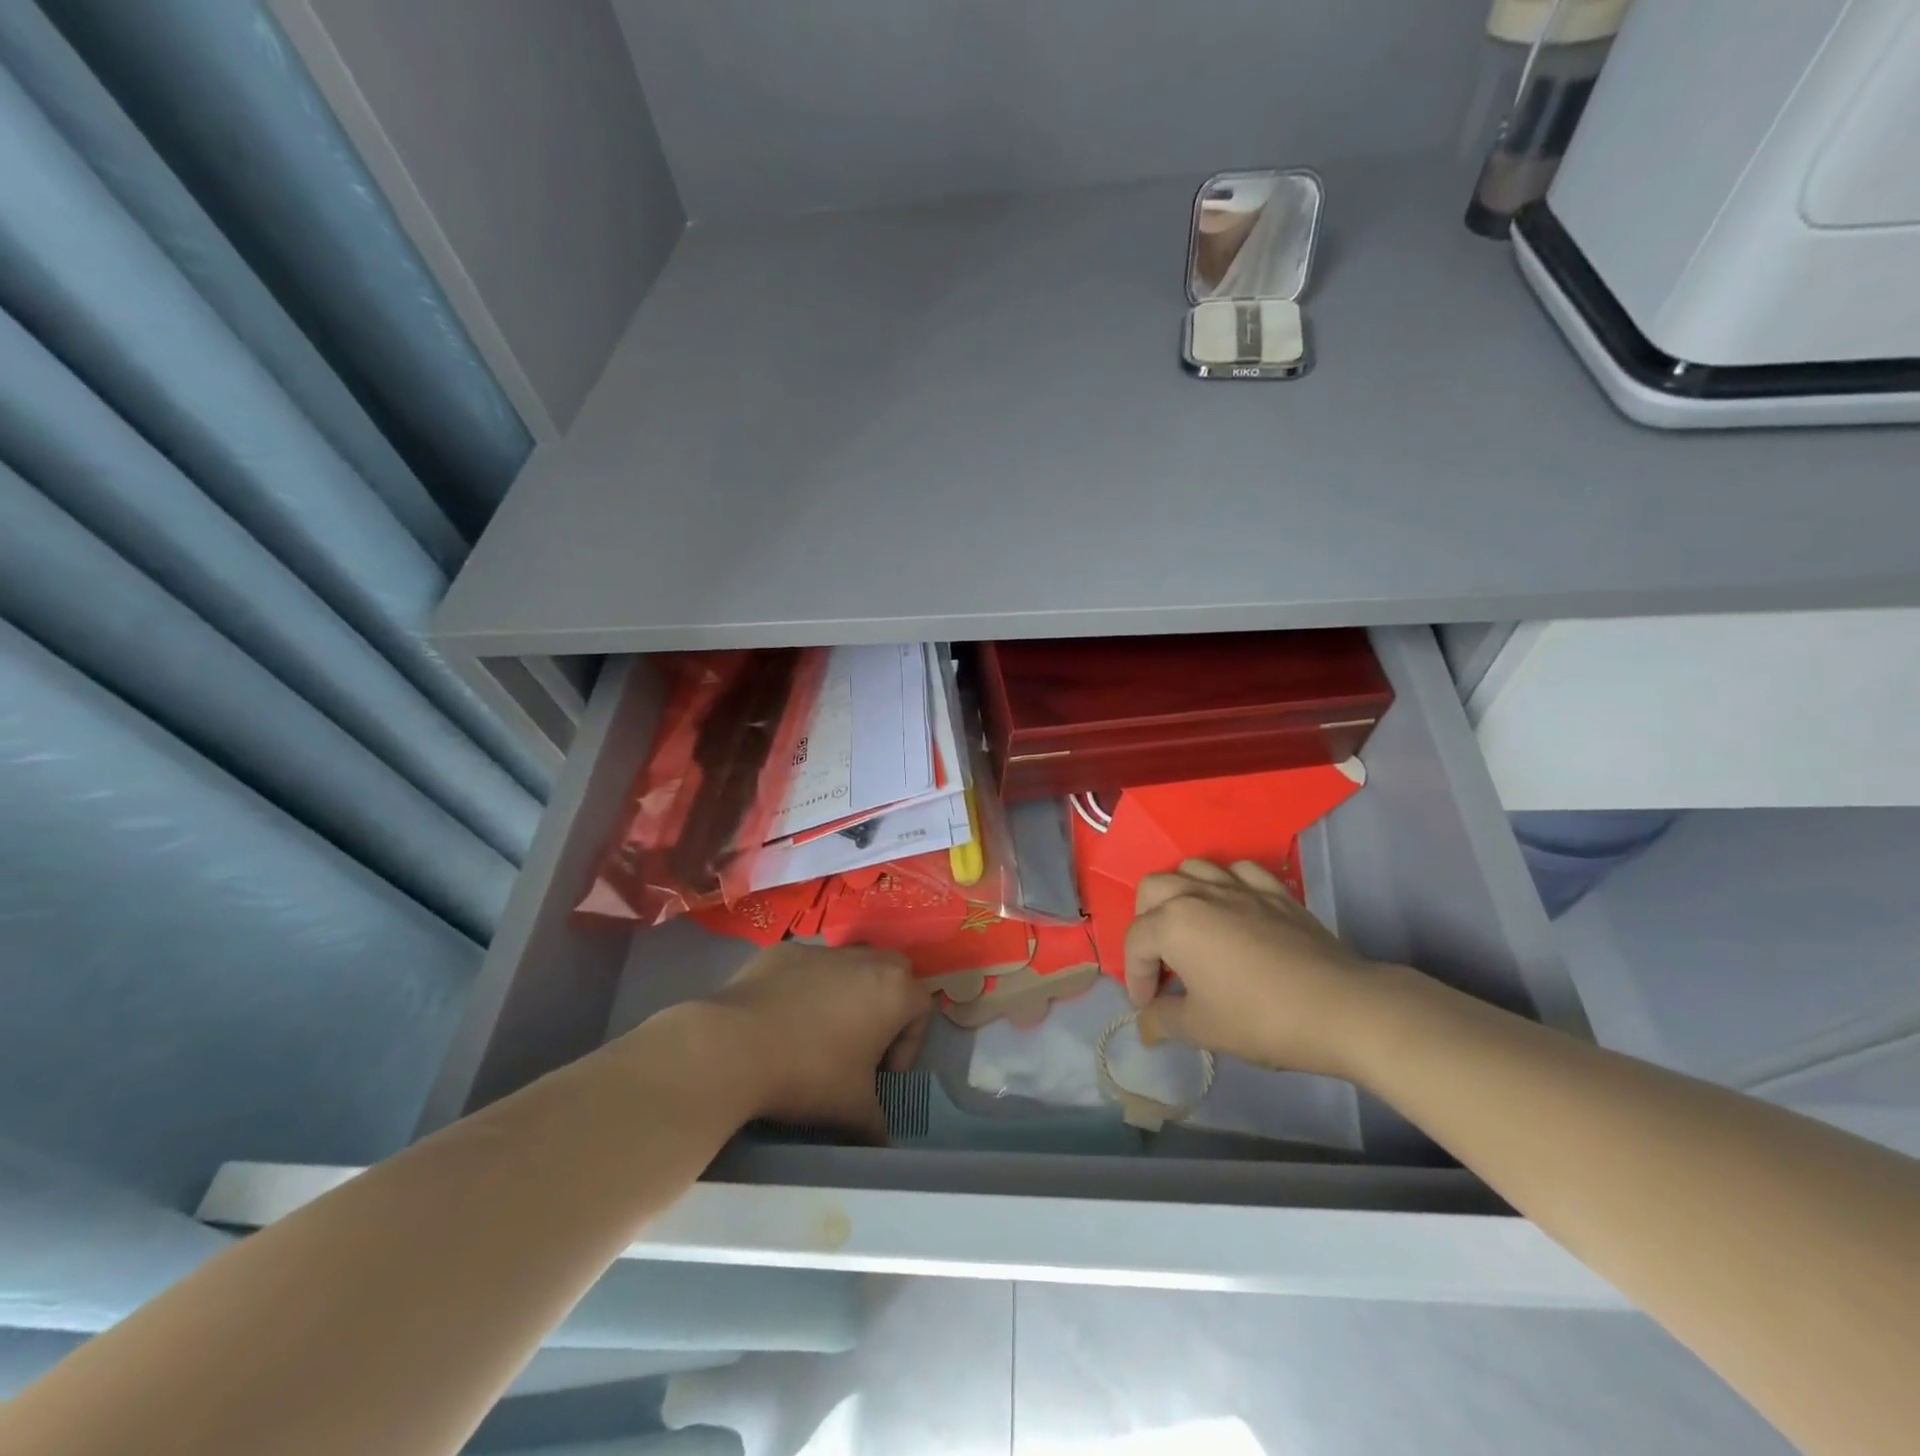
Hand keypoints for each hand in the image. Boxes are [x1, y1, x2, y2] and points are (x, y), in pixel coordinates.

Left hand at [704, 942, 932, 1142]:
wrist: (734, 1045)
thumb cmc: (809, 1074)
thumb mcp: (852, 1109)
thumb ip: (876, 1123)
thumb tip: (881, 1142)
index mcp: (893, 990)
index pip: (922, 1009)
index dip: (909, 1045)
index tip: (882, 1075)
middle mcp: (864, 960)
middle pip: (894, 972)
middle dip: (887, 1005)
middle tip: (864, 1044)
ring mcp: (821, 950)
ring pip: (850, 964)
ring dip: (848, 992)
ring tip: (821, 1031)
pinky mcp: (783, 951)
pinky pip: (807, 966)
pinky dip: (805, 986)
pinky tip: (782, 1019)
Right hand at [1123, 859, 1388, 1079]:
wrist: (1341, 1009)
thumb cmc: (1261, 1019)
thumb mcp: (1202, 1028)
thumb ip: (1164, 1020)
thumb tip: (1145, 1024)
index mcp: (1173, 924)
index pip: (1135, 941)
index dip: (1135, 976)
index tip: (1149, 1005)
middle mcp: (1199, 894)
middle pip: (1153, 889)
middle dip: (1146, 922)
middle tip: (1161, 960)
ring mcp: (1239, 887)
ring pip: (1193, 868)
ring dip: (1180, 893)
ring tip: (1189, 927)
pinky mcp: (1275, 891)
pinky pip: (1239, 871)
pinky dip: (1226, 883)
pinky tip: (1233, 907)